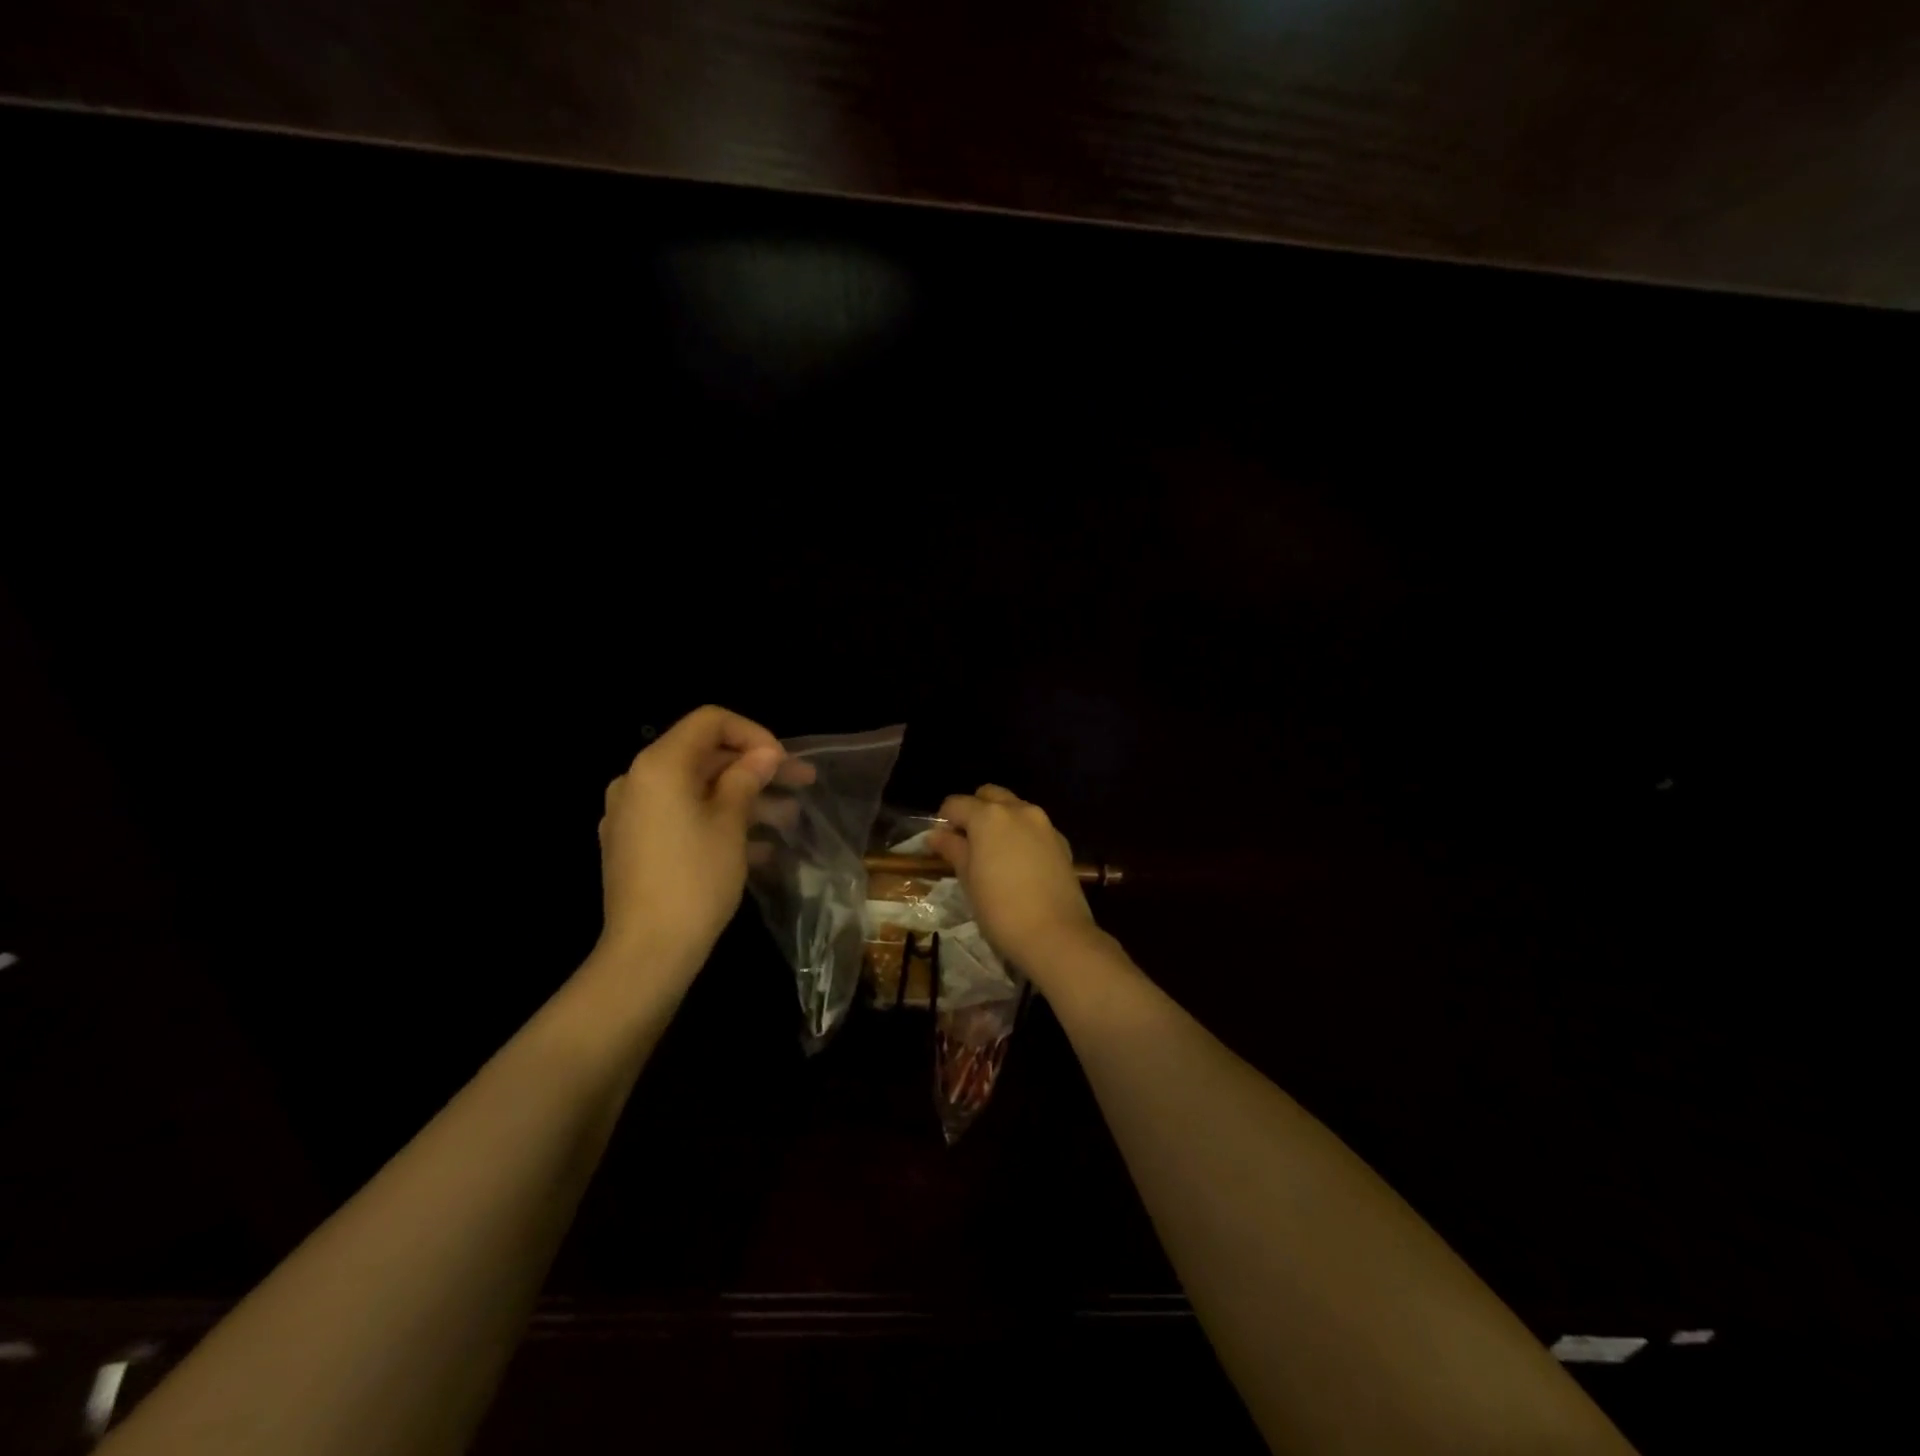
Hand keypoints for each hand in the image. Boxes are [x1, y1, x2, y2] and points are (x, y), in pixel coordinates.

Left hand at [597, 706, 788, 973]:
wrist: (648, 951)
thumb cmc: (695, 879)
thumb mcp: (731, 823)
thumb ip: (747, 777)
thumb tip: (764, 753)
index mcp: (658, 765)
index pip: (709, 721)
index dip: (753, 733)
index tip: (782, 762)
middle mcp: (636, 781)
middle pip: (704, 756)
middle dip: (754, 769)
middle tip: (801, 784)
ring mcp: (631, 815)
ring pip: (696, 790)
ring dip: (743, 799)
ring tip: (788, 820)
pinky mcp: (633, 845)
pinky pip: (680, 818)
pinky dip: (717, 822)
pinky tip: (758, 848)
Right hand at [928, 786, 1098, 976]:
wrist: (1056, 934)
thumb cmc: (1000, 909)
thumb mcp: (968, 880)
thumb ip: (953, 849)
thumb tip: (936, 835)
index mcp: (989, 816)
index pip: (956, 803)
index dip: (945, 819)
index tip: (941, 841)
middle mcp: (1018, 810)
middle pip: (989, 795)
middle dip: (975, 810)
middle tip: (967, 842)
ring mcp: (1044, 823)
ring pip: (1015, 808)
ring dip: (1000, 820)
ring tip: (993, 853)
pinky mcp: (1061, 841)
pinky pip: (1034, 826)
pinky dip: (1021, 833)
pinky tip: (1018, 863)